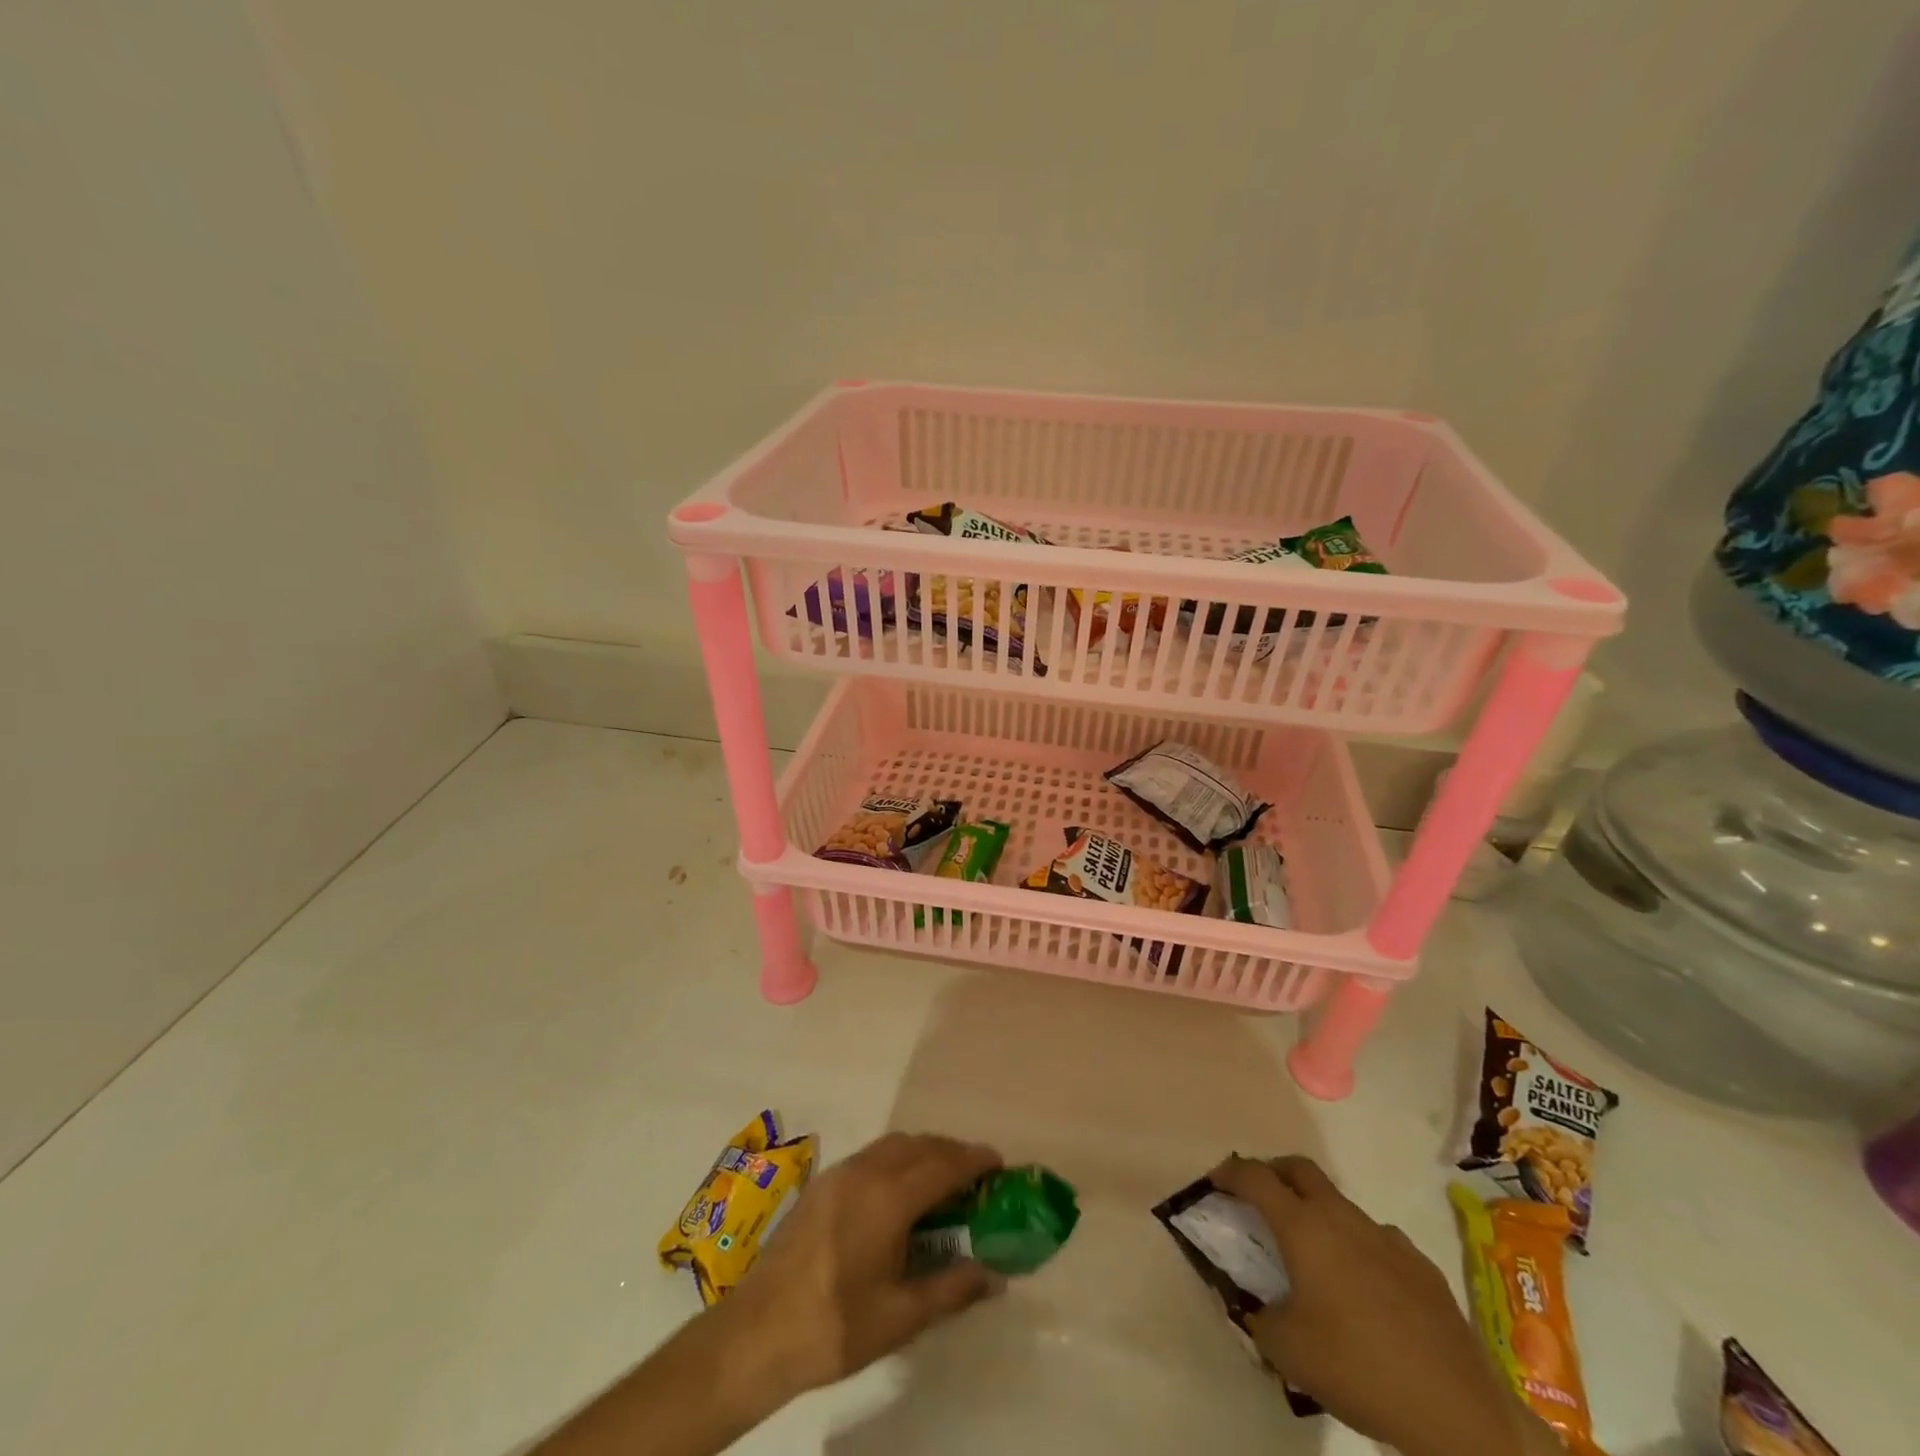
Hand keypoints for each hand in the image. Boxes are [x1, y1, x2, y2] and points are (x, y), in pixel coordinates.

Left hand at [723, 1132, 1006, 1403]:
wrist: (755, 1333)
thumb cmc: (834, 1327)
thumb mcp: (900, 1317)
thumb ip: (952, 1288)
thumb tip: (995, 1276)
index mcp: (888, 1197)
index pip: (943, 1164)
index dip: (974, 1160)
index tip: (999, 1163)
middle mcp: (865, 1171)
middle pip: (919, 1145)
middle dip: (951, 1153)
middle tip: (976, 1178)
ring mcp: (839, 1173)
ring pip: (893, 1145)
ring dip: (923, 1153)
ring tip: (942, 1184)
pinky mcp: (821, 1184)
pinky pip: (872, 1155)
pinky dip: (898, 1160)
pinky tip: (899, 1196)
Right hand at [1211, 1155, 1533, 1455]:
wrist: (1457, 1411)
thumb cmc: (1358, 1369)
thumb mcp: (1286, 1351)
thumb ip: (1258, 1316)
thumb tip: (1255, 1304)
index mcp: (1303, 1227)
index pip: (1255, 1178)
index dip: (1230, 1172)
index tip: (1216, 1180)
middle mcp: (1341, 1218)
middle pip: (1299, 1170)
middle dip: (1273, 1172)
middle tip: (1259, 1195)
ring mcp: (1386, 1237)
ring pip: (1339, 1204)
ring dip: (1317, 1212)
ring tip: (1312, 1254)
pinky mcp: (1420, 1264)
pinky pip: (1376, 1239)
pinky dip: (1357, 1246)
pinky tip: (1363, 1288)